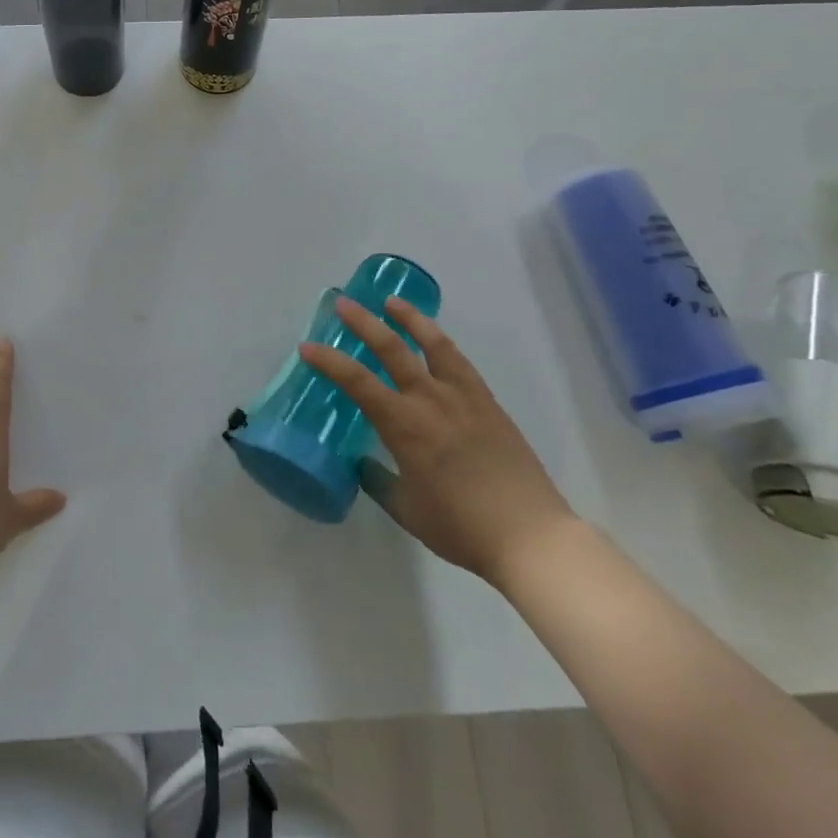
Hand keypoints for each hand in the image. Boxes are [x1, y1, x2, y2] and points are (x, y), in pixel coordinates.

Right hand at [299, 297, 575, 586]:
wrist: (530, 535)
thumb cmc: (461, 527)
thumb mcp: (408, 510)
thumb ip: (380, 482)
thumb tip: (363, 464)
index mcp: (404, 426)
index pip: (357, 382)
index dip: (329, 362)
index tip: (307, 348)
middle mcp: (430, 400)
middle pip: (392, 349)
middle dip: (363, 323)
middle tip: (343, 304)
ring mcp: (463, 397)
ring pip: (432, 344)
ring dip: (409, 319)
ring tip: (392, 302)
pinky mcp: (487, 402)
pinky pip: (459, 361)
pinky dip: (441, 342)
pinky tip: (435, 339)